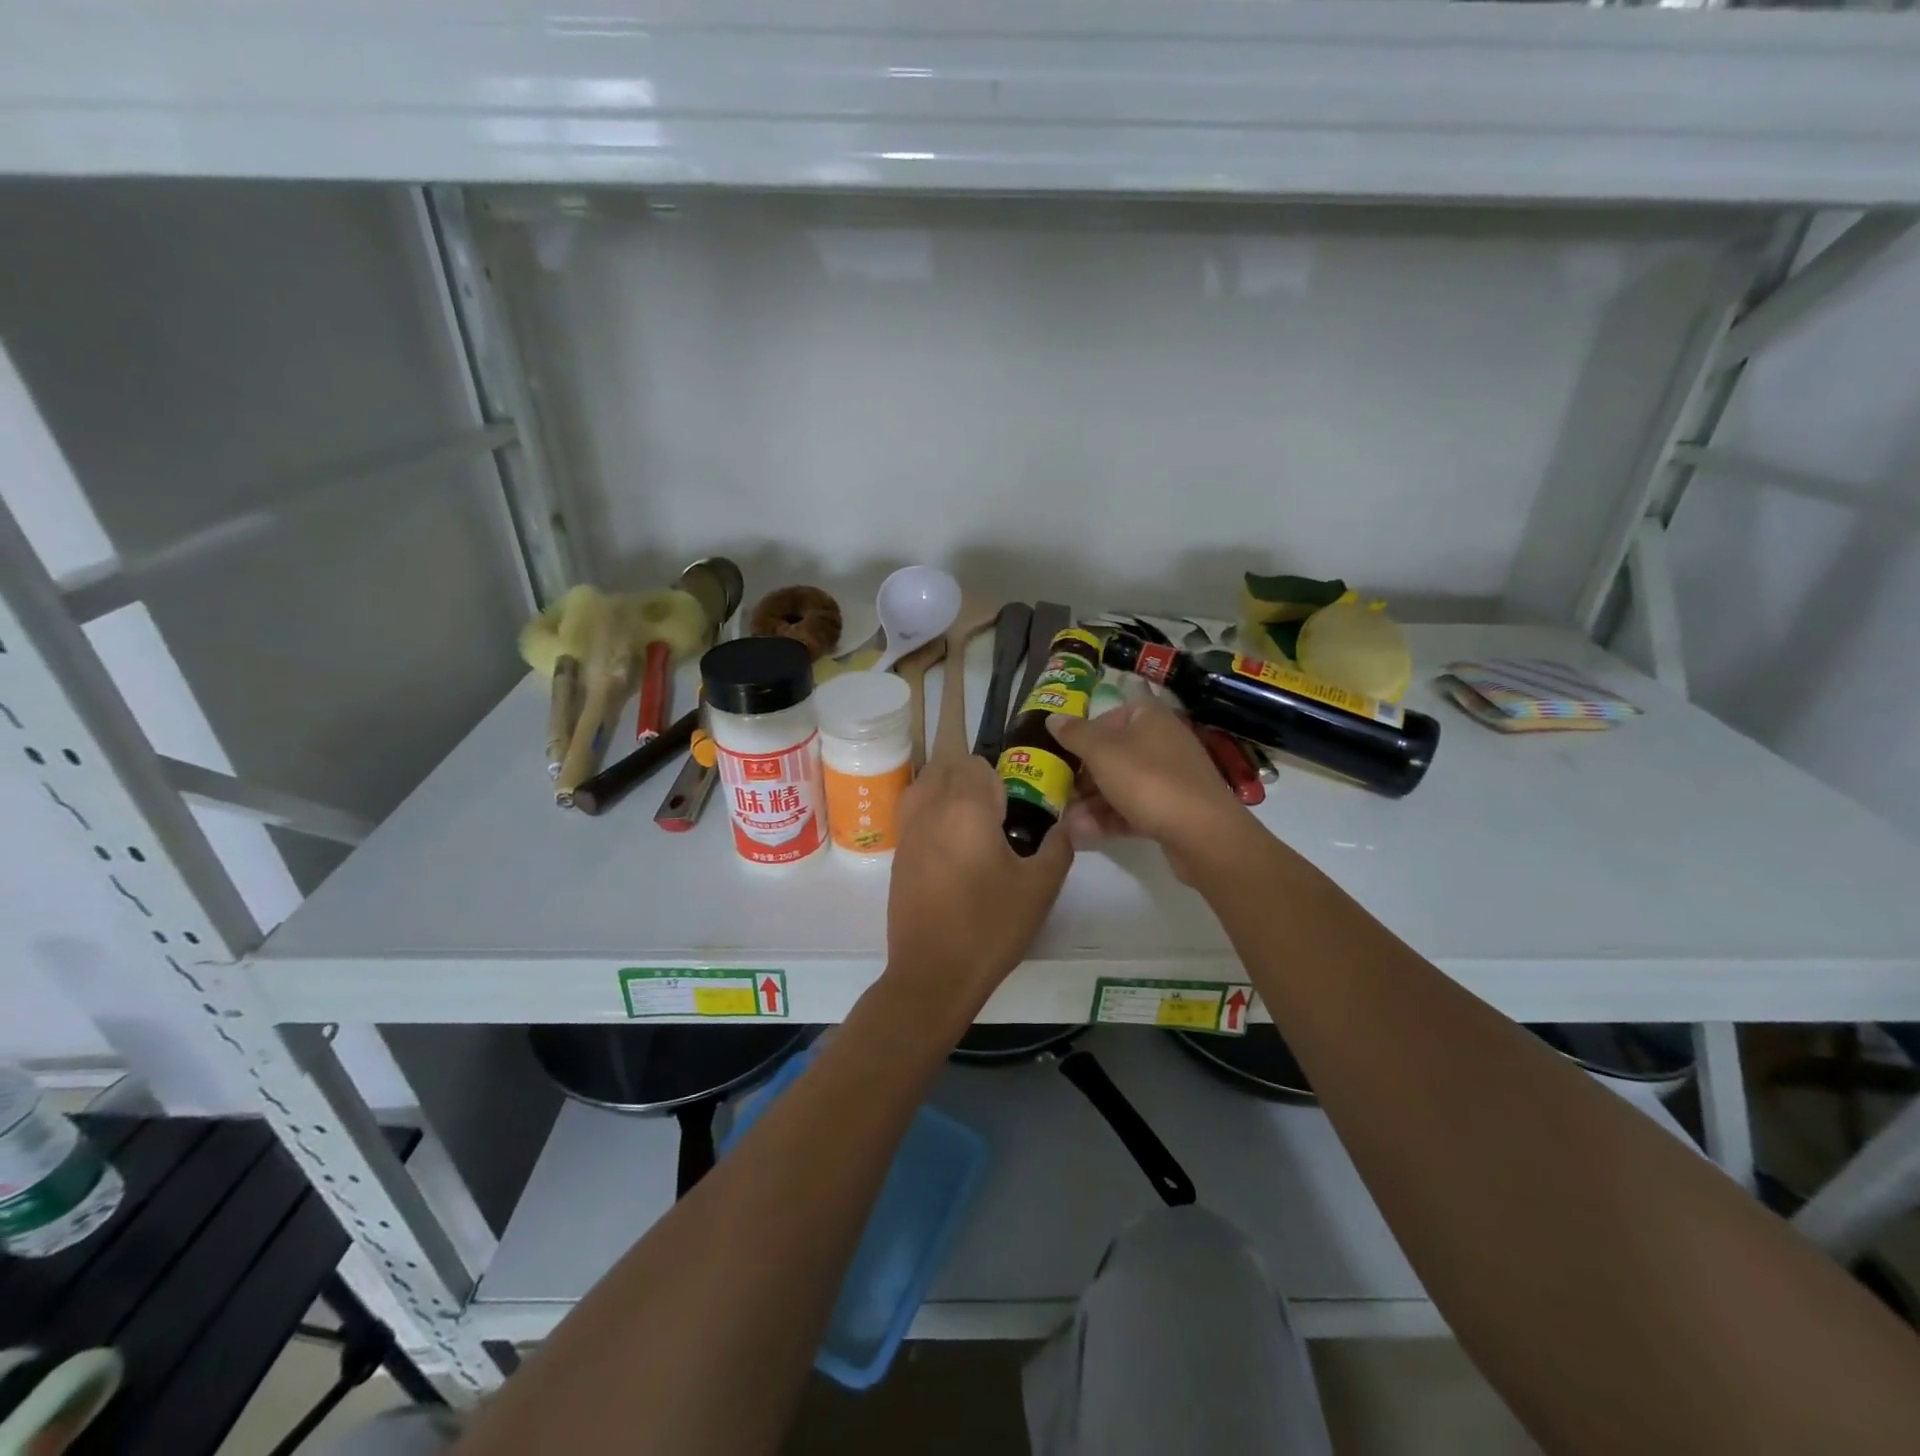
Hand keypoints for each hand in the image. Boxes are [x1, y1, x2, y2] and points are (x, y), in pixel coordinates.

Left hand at [885, 753, 1073, 1028]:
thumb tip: (1061, 825)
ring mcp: (908, 829)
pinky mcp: (899, 853)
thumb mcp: (1040, 888)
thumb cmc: (990, 926)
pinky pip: (914, 809)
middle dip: (970, 770)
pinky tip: (953, 838)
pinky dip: (932, 807)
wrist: (933, 973)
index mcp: (965, 806)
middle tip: (998, 804)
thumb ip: (1057, 847)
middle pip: (945, 763)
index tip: (1017, 800)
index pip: (977, 762)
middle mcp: (930, 807)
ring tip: (974, 814)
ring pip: (925, 782)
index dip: (1000, 774)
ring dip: (947, 783)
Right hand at [1048, 700, 1250, 878]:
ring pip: (1120, 784)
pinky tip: (1081, 834)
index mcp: (1148, 717)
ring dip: (1090, 802)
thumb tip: (1052, 718)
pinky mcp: (1171, 809)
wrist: (1203, 833)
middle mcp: (1160, 741)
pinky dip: (1108, 818)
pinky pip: (1132, 808)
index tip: (1057, 756)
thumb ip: (1074, 734)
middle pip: (1111, 754)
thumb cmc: (1148, 780)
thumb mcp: (1102, 752)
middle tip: (1053, 792)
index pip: (1106, 717)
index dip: (1080, 736)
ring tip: (1062, 820)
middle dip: (1080, 776)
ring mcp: (1168, 777)